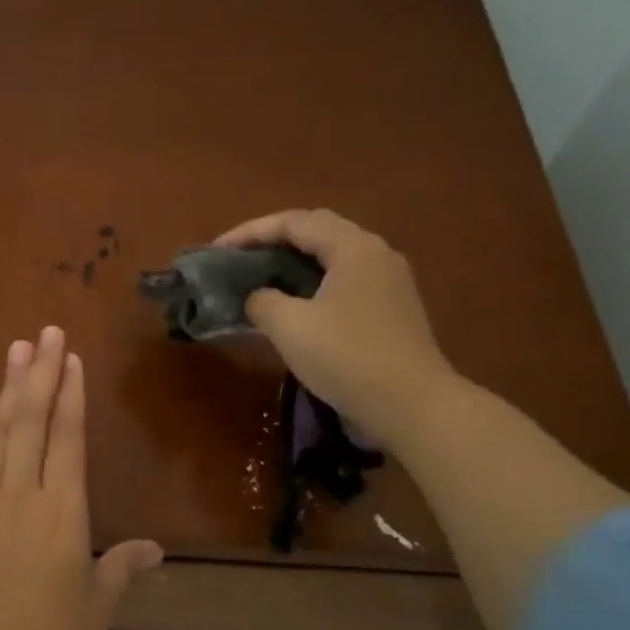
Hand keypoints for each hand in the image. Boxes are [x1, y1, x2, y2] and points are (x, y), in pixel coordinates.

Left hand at [0, 326, 162, 629]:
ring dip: (6, 391)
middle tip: (46, 332)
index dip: (71, 395)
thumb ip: (123, 567)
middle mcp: (23, 495)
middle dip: (41, 374)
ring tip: (15, 351)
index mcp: (64, 511)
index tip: (72, 358)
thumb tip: (154, 548)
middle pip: (32, 422)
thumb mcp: (99, 603)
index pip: (69, 438)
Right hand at [214, 208, 456, 438]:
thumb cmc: (347, 358)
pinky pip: (345, 282)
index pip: (294, 222)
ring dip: (295, 263)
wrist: (412, 406)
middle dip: (274, 241)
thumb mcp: (290, 327)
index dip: (251, 231)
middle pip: (318, 232)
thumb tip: (256, 297)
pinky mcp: (393, 310)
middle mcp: (376, 254)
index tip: (217, 250)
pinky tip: (297, 306)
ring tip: (262, 279)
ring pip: (334, 258)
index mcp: (353, 247)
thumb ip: (262, 301)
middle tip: (240, 259)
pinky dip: (314, 285)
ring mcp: (390, 283)